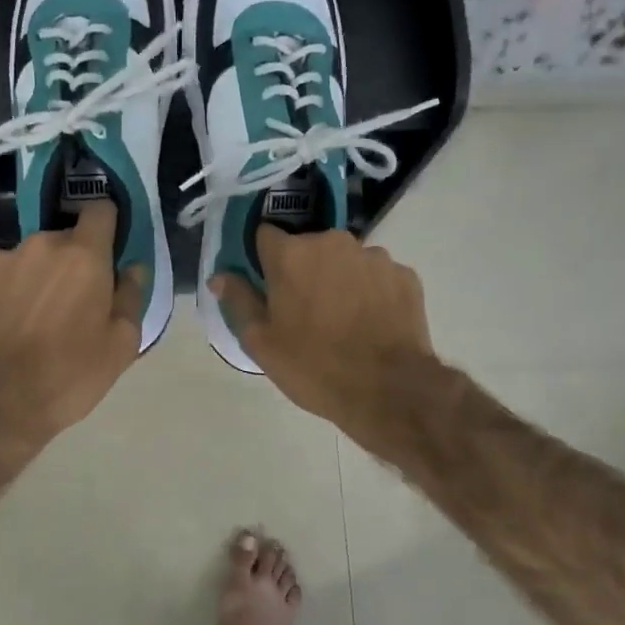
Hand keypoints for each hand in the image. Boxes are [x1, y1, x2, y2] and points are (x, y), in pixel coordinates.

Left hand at [0, 201, 145, 441]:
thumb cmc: (69, 375)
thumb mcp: (121, 346)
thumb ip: (131, 297)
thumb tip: (133, 268)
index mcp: (83, 255)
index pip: (101, 210)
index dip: (107, 227)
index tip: (107, 251)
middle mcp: (37, 245)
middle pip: (61, 240)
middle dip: (68, 264)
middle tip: (69, 305)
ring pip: (24, 260)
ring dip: (31, 279)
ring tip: (28, 321)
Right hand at [210, 227, 435, 434]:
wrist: (388, 389)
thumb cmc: (313, 367)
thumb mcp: (261, 342)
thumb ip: (239, 300)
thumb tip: (219, 276)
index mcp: (291, 254)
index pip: (265, 234)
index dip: (263, 258)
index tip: (267, 283)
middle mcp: (333, 242)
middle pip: (308, 246)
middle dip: (304, 270)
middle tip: (305, 310)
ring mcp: (374, 256)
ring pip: (345, 260)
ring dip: (339, 279)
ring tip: (343, 319)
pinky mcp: (405, 274)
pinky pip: (377, 276)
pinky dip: (371, 292)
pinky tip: (371, 323)